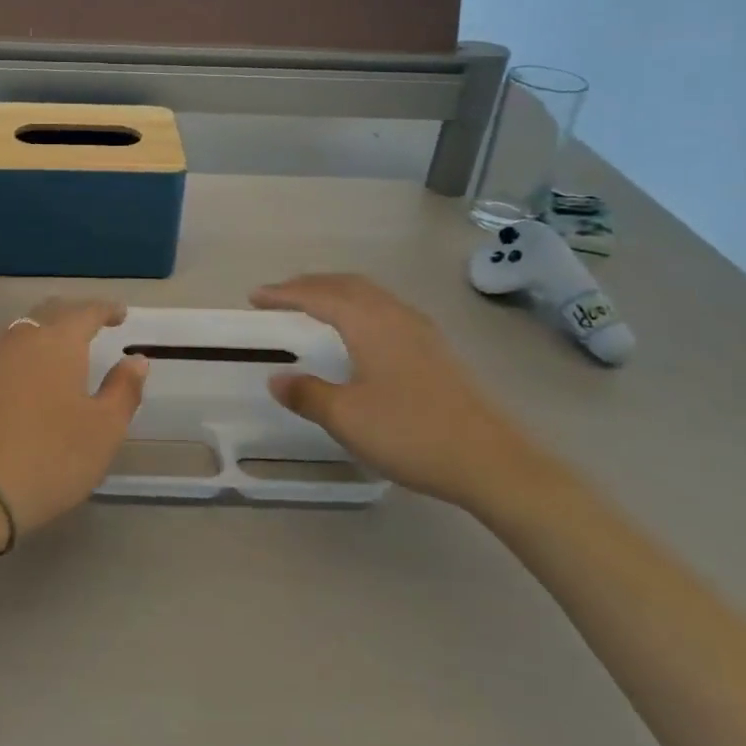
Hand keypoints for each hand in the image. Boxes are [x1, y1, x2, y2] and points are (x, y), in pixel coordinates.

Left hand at [0, 299, 148, 546]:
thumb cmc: (51, 458)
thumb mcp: (104, 430)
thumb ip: (124, 389)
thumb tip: (136, 360)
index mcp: (58, 342)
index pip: (86, 311)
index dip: (106, 309)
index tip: (120, 314)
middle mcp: (19, 337)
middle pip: (48, 312)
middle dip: (71, 315)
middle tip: (87, 327)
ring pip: (17, 332)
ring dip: (38, 335)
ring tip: (51, 352)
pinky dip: (10, 358)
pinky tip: (13, 376)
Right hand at [251, 275, 542, 504]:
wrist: (490, 460)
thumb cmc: (410, 433)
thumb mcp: (346, 418)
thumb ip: (308, 394)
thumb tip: (277, 379)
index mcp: (369, 323)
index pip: (318, 296)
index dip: (284, 294)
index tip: (254, 297)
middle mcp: (394, 315)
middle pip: (346, 285)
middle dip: (309, 285)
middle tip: (279, 295)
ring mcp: (420, 329)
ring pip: (369, 294)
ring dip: (335, 292)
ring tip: (312, 305)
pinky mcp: (434, 348)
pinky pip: (385, 309)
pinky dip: (358, 306)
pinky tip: (358, 329)